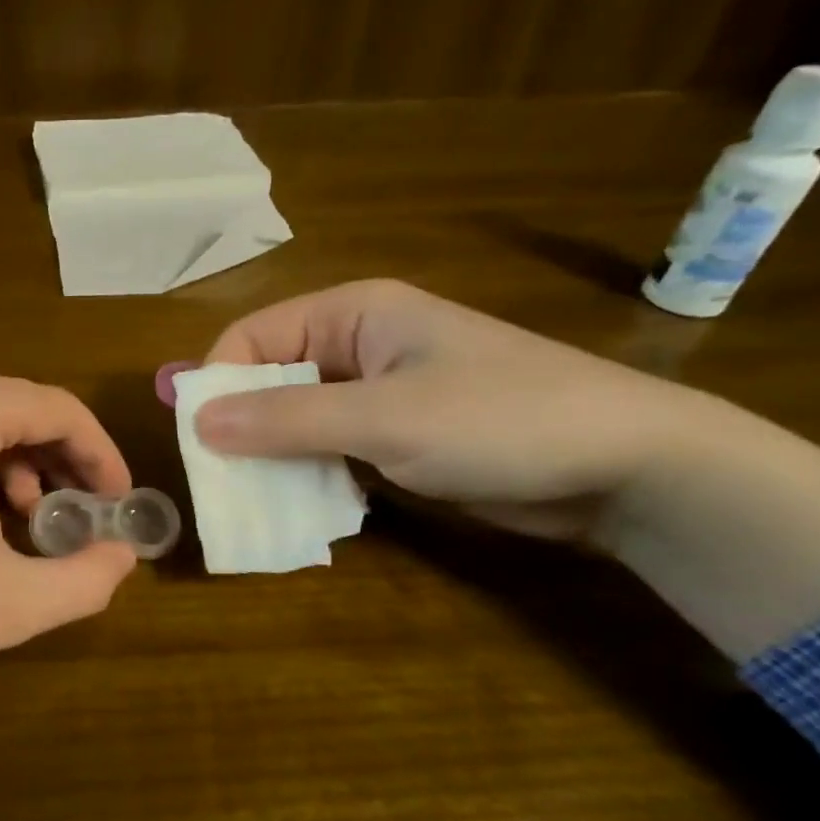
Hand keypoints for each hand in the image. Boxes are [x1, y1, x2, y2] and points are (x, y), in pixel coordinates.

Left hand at [0, 372, 137, 692]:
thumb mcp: (10, 602)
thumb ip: (84, 579)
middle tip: (84, 518)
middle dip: (63, 465)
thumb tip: (122, 555)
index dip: (101, 456)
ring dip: (22, 474)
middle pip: (20, 414)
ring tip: (31, 526)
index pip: (59, 410)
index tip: (120, 504)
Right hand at [195, 278, 688, 538]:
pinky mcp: (395, 437)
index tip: (198, 440)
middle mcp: (357, 345)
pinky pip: (328, 450)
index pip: (251, 338)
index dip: (216, 383)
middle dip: (240, 427)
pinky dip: (308, 476)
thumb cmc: (499, 421)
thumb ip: (285, 419)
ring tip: (253, 501)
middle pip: (268, 379)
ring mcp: (377, 394)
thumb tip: (194, 421)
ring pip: (295, 420)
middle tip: (220, 480)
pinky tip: (299, 507)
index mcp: (352, 313)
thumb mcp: (383, 419)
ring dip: (272, 458)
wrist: (625, 467)